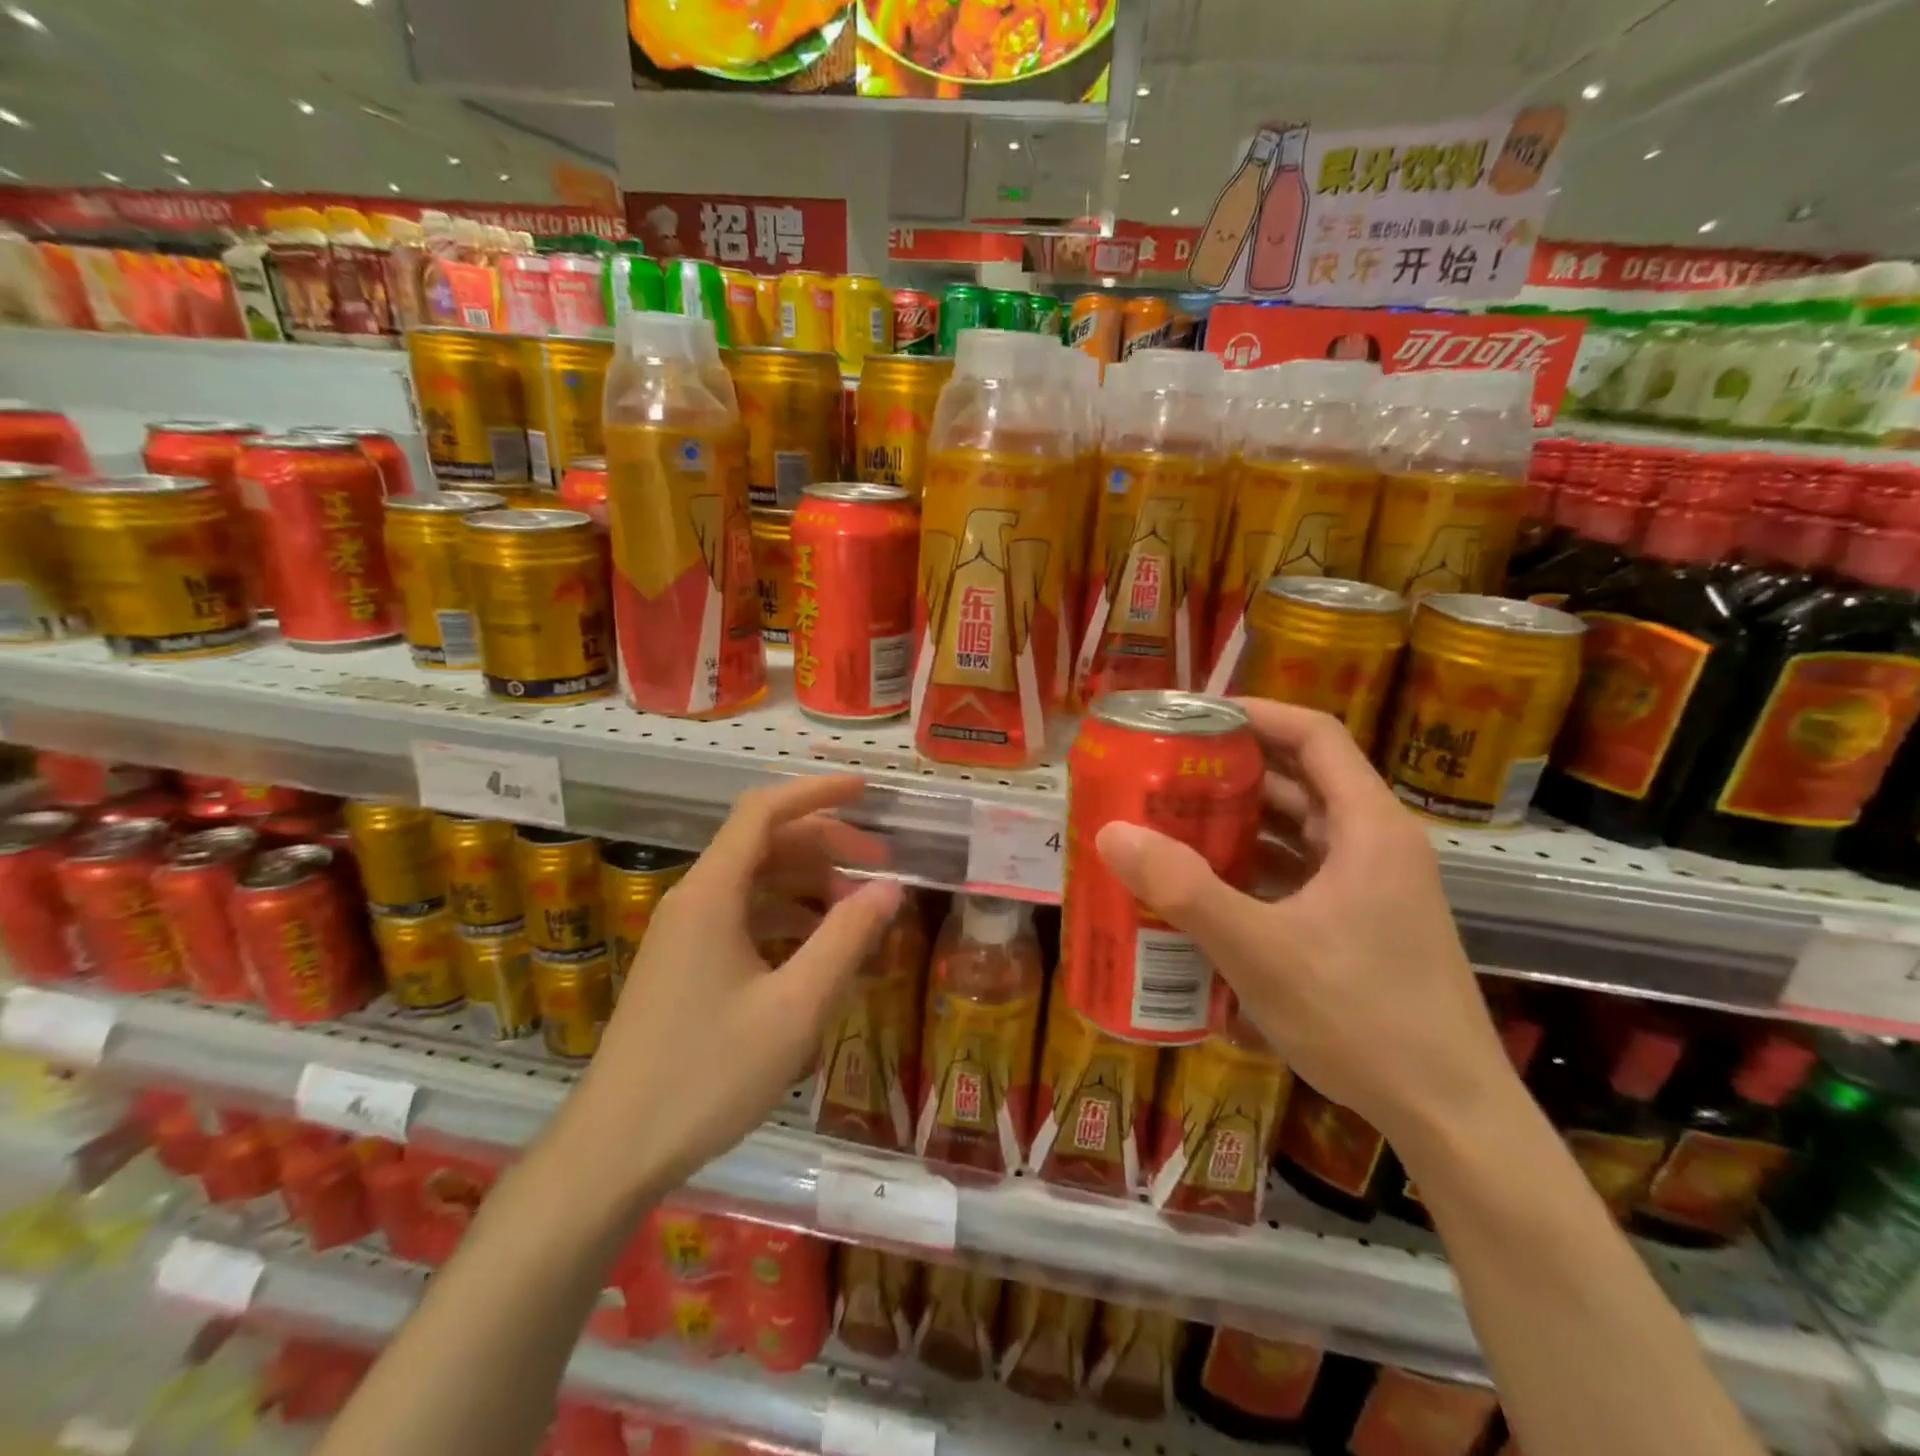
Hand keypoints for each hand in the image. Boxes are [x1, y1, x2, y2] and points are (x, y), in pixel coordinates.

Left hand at [562, 775, 901, 1199]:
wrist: (613, 1152)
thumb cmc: (707, 1075)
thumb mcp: (795, 1007)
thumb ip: (846, 939)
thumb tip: (891, 888)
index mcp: (711, 894)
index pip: (764, 811)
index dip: (817, 792)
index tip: (867, 792)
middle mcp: (693, 900)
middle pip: (764, 844)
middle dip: (826, 845)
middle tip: (881, 868)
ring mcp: (684, 934)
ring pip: (755, 883)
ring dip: (809, 885)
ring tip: (859, 912)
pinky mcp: (684, 965)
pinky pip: (743, 919)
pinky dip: (787, 919)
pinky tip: (819, 950)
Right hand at [1093, 700, 1512, 1149]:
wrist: (1450, 1116)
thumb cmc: (1362, 1018)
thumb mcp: (1260, 950)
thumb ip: (1185, 889)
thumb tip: (1112, 832)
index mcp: (1368, 827)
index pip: (1314, 734)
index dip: (1254, 713)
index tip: (1193, 715)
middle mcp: (1376, 843)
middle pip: (1302, 778)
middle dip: (1233, 768)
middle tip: (1167, 769)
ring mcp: (1374, 886)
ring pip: (1300, 828)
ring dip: (1241, 819)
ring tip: (1174, 819)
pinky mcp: (1364, 923)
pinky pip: (1302, 871)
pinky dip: (1256, 865)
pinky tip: (1209, 885)